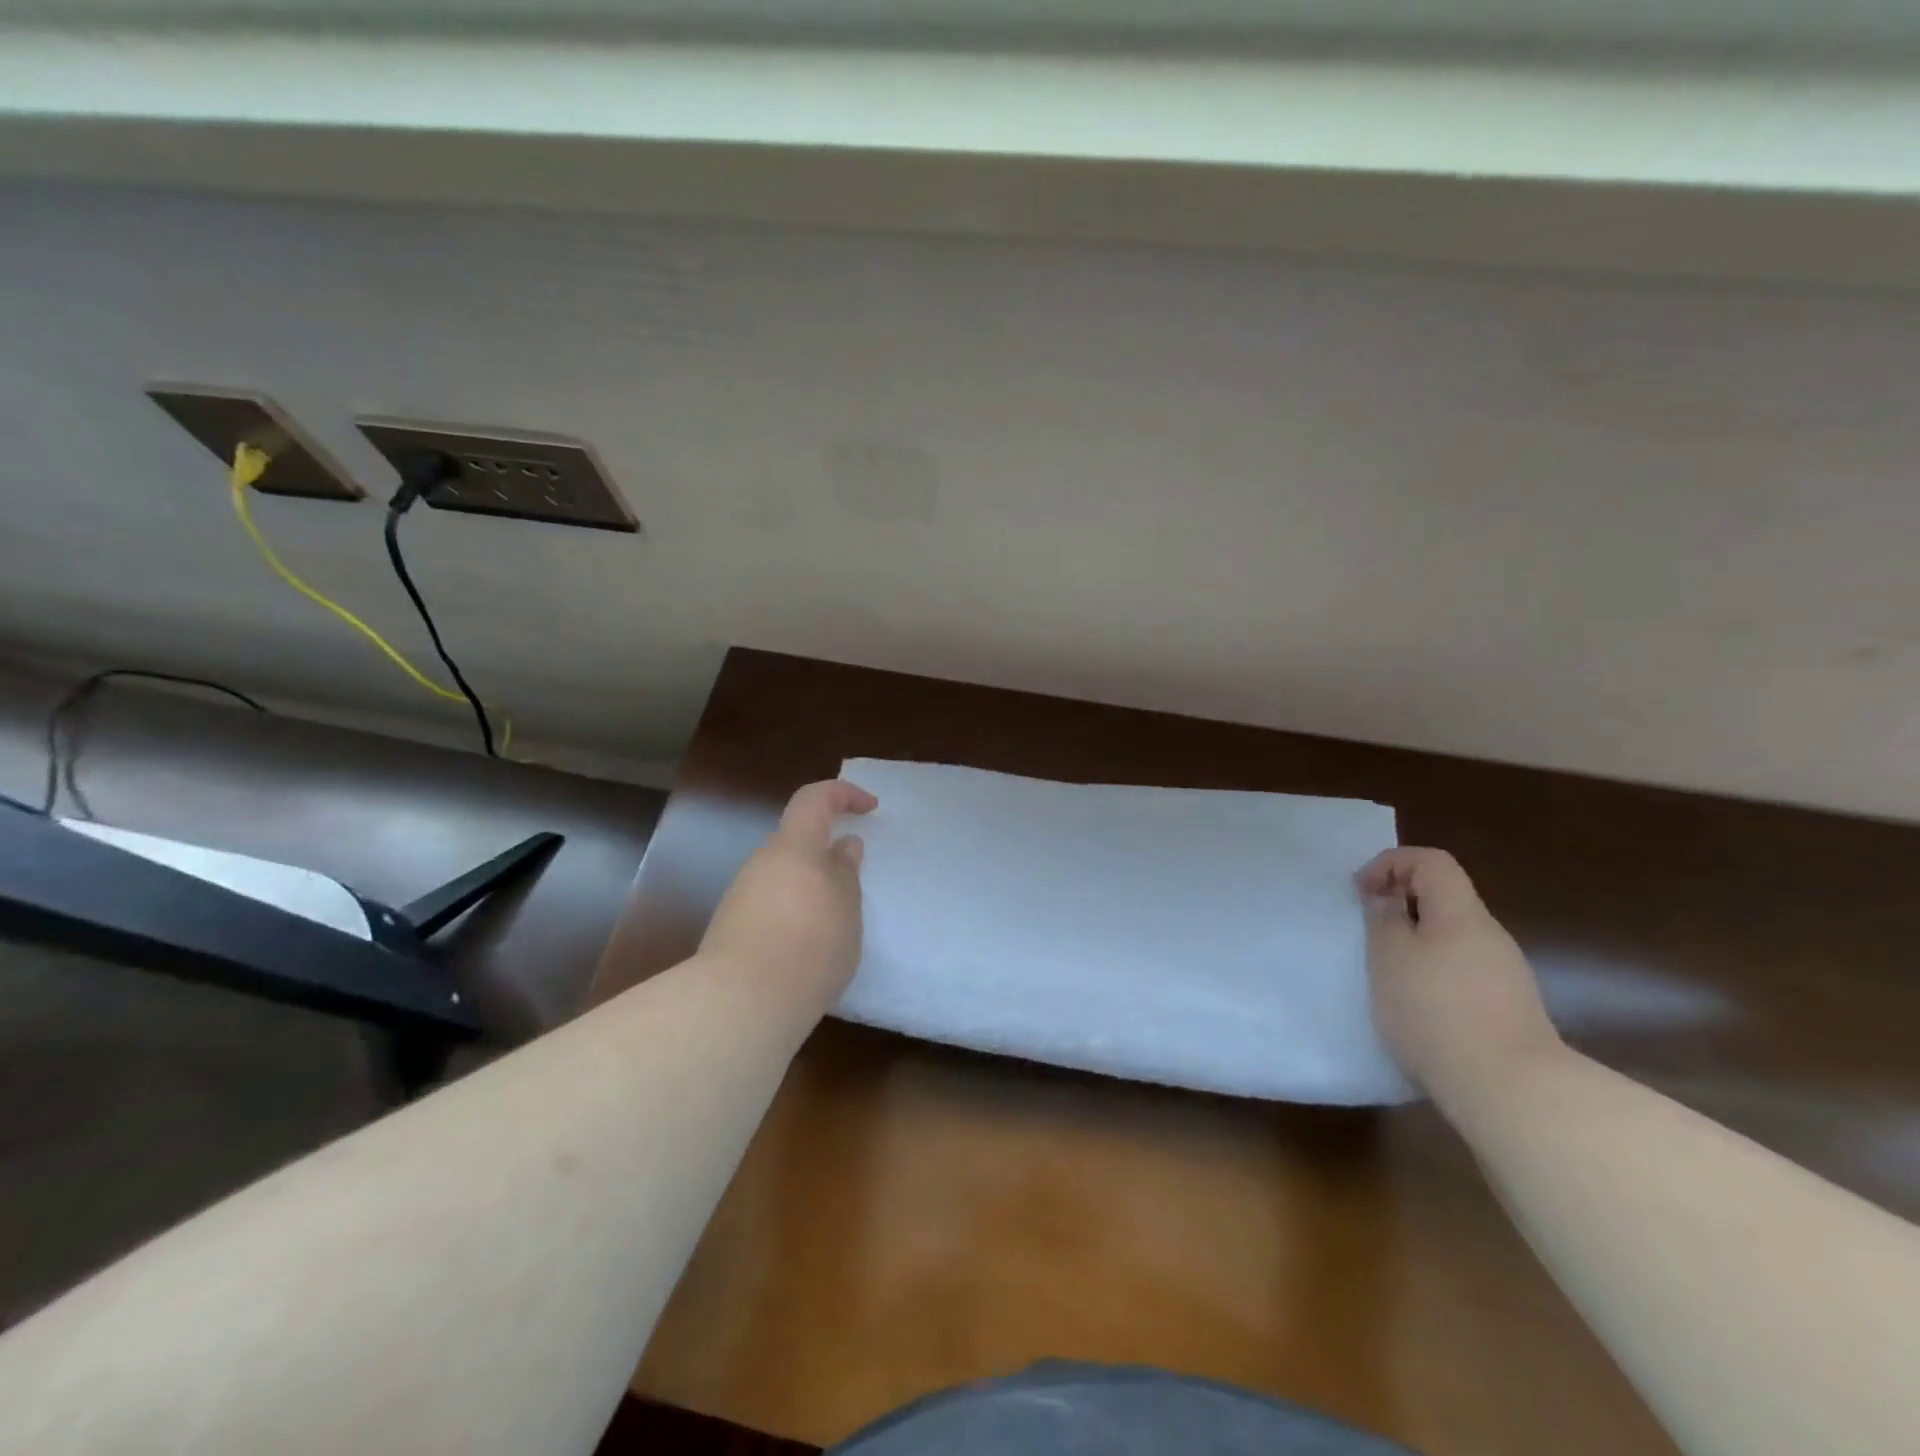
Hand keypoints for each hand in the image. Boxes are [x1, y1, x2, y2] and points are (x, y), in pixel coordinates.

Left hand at [700, 779, 877, 1009]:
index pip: (815, 798)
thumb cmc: (809, 945)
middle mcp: (762, 862)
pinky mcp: (731, 926)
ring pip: (783, 876)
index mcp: (794, 846)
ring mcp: (742, 894)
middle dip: (826, 854)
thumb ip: (846, 872)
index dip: (843, 793)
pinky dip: (793, 913)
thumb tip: (844, 845)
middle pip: (797, 841)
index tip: (870, 808)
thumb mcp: (847, 908)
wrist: (741, 1002)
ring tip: (834, 925)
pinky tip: (806, 948)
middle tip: (853, 883)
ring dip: (810, 888)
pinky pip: (770, 905)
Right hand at [1356, 847, 1564, 1112]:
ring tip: (1387, 973)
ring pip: (1452, 937)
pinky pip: (1462, 970)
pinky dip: (1433, 973)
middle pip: (1444, 898)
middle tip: (1368, 932)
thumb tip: (1387, 900)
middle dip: (1400, 905)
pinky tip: (1417, 1007)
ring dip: (1415, 942)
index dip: (1390, 864)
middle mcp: (1490, 936)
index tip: (1361, 893)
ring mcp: (1504, 974)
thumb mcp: (1389, 958)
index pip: (1431, 861)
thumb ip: (1383, 920)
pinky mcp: (1507, 1009)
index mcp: (1462, 914)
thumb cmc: (1436, 1012)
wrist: (1511, 1091)